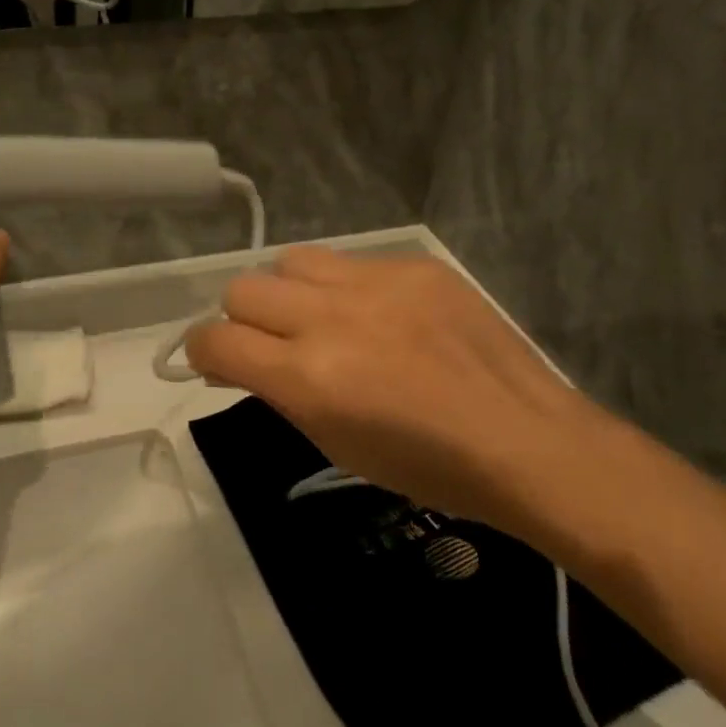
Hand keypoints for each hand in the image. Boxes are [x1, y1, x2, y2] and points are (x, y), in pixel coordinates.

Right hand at [186, 249, 612, 527]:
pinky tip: (380, 315)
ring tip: (320, 317)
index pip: (215, 340)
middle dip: (242, 320)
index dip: (202, 351)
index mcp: (307, 376)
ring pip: (291, 261)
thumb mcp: (335, 442)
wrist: (523, 439)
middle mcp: (329, 318)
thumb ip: (280, 392)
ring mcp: (374, 283)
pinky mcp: (412, 266)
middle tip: (272, 344)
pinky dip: (345, 287)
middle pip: (242, 289)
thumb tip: (240, 362)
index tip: (216, 363)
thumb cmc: (426, 465)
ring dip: (289, 292)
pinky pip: (351, 261)